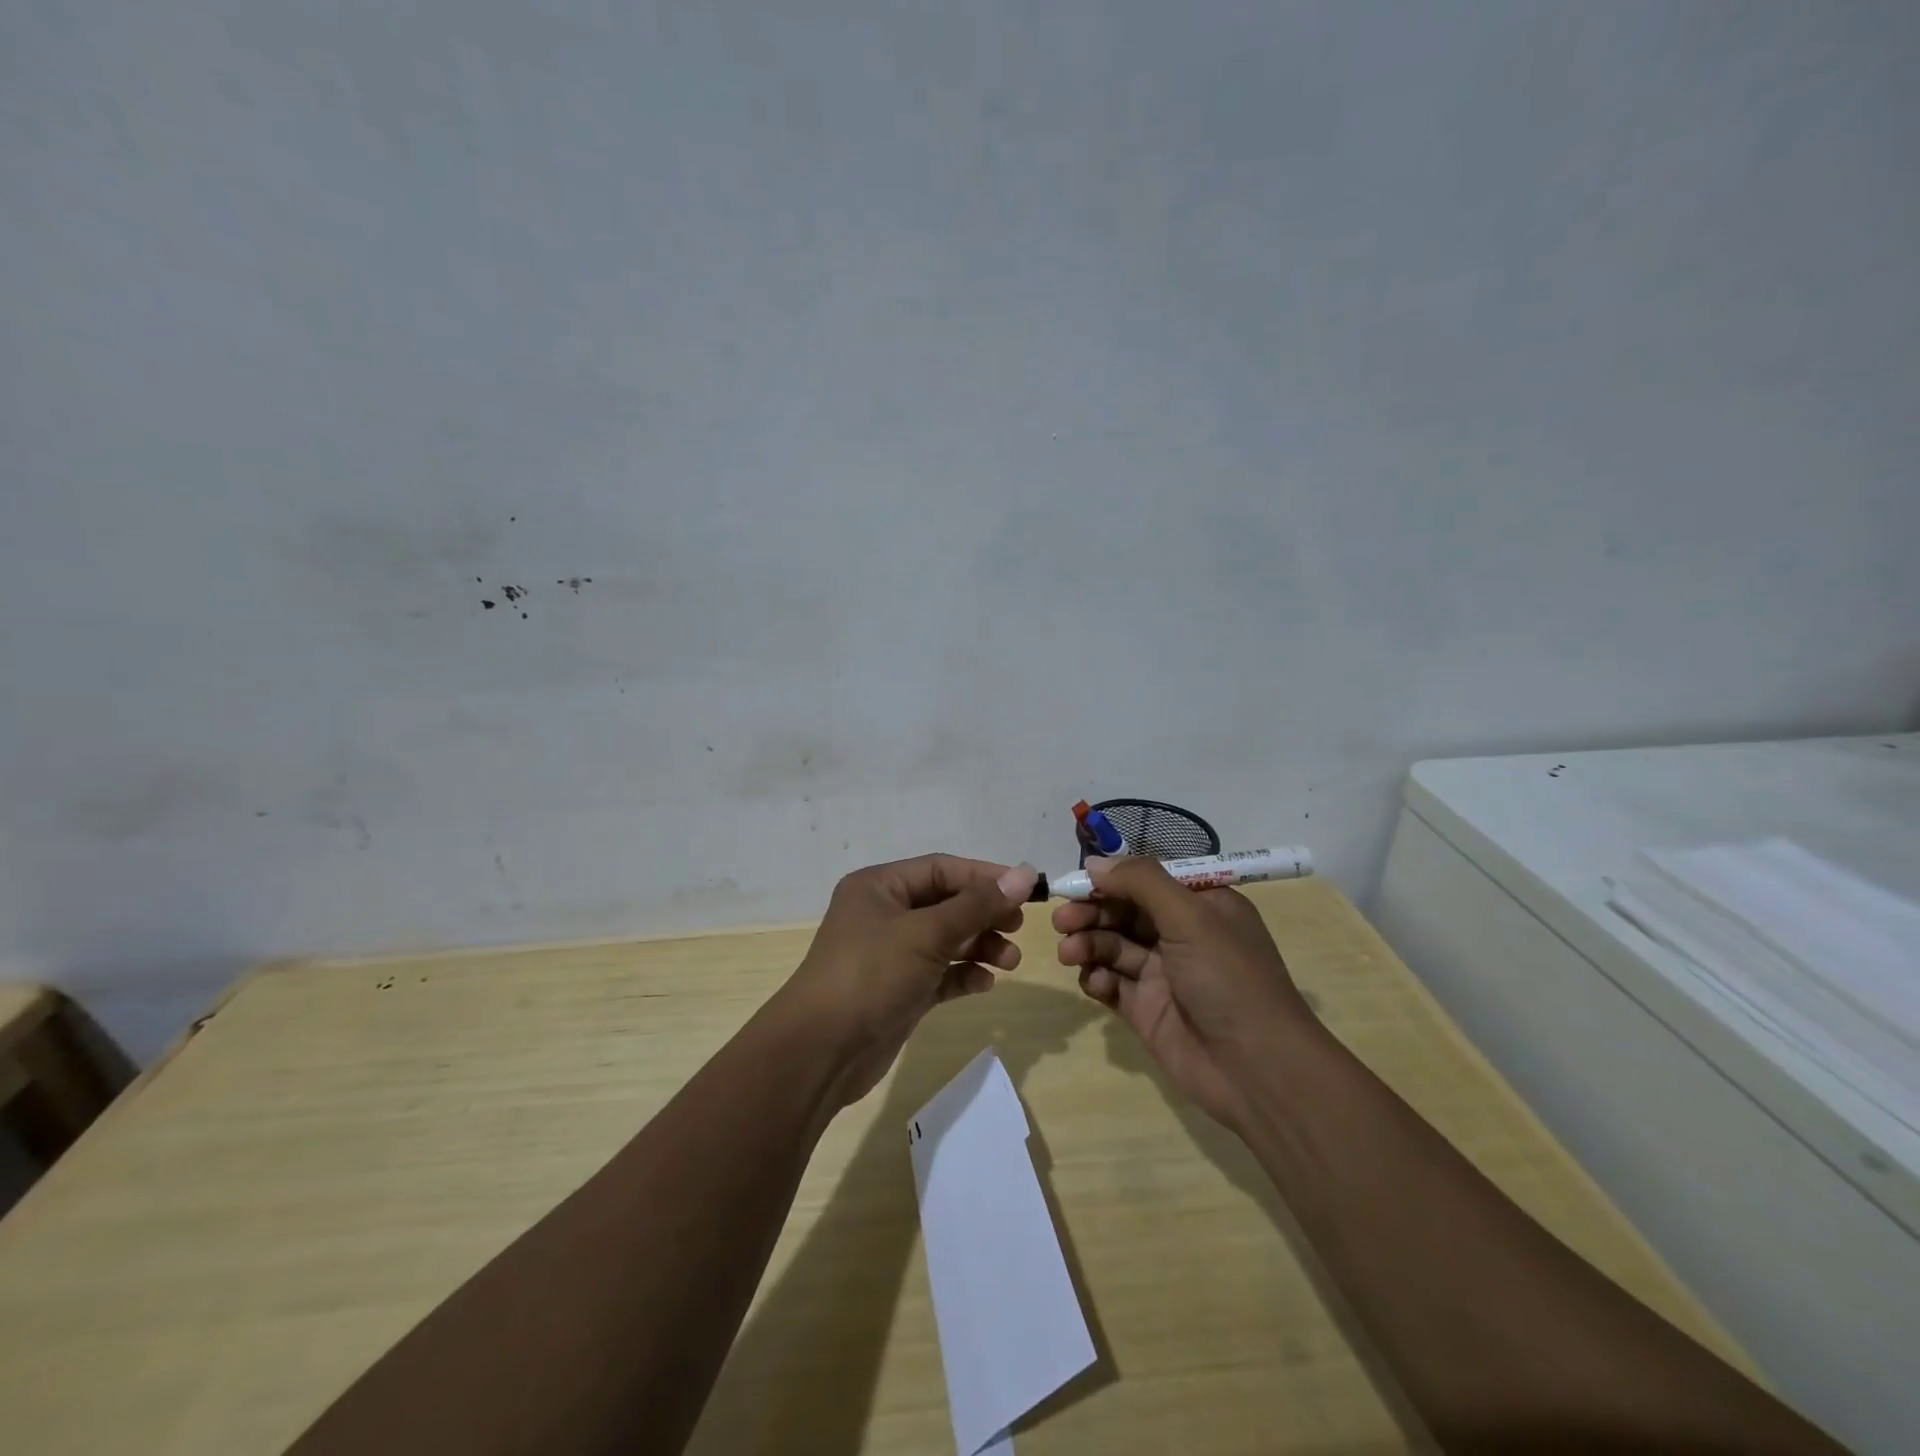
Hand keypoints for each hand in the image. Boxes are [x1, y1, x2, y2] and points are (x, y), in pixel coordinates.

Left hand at [779, 854, 1038, 1106]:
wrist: (821, 1053)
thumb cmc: (871, 976)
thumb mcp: (926, 934)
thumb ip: (977, 905)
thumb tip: (1025, 875)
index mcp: (880, 887)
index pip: (941, 869)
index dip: (985, 877)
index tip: (1027, 890)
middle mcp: (884, 914)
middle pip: (946, 904)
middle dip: (984, 915)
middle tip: (1018, 928)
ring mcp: (891, 955)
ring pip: (946, 940)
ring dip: (980, 947)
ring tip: (1010, 962)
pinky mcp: (899, 990)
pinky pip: (940, 973)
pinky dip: (963, 975)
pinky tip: (985, 984)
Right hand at [1054, 856, 1317, 1127]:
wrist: (1257, 1070)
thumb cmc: (1228, 979)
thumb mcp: (1190, 917)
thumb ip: (1141, 882)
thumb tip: (1094, 862)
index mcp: (1202, 905)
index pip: (1147, 880)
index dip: (1111, 878)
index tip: (1076, 881)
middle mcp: (1181, 934)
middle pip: (1123, 911)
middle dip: (1091, 912)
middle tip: (1062, 920)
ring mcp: (1162, 973)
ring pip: (1112, 945)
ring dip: (1088, 943)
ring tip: (1070, 953)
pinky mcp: (1145, 1008)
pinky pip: (1111, 982)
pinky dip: (1096, 978)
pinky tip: (1093, 982)